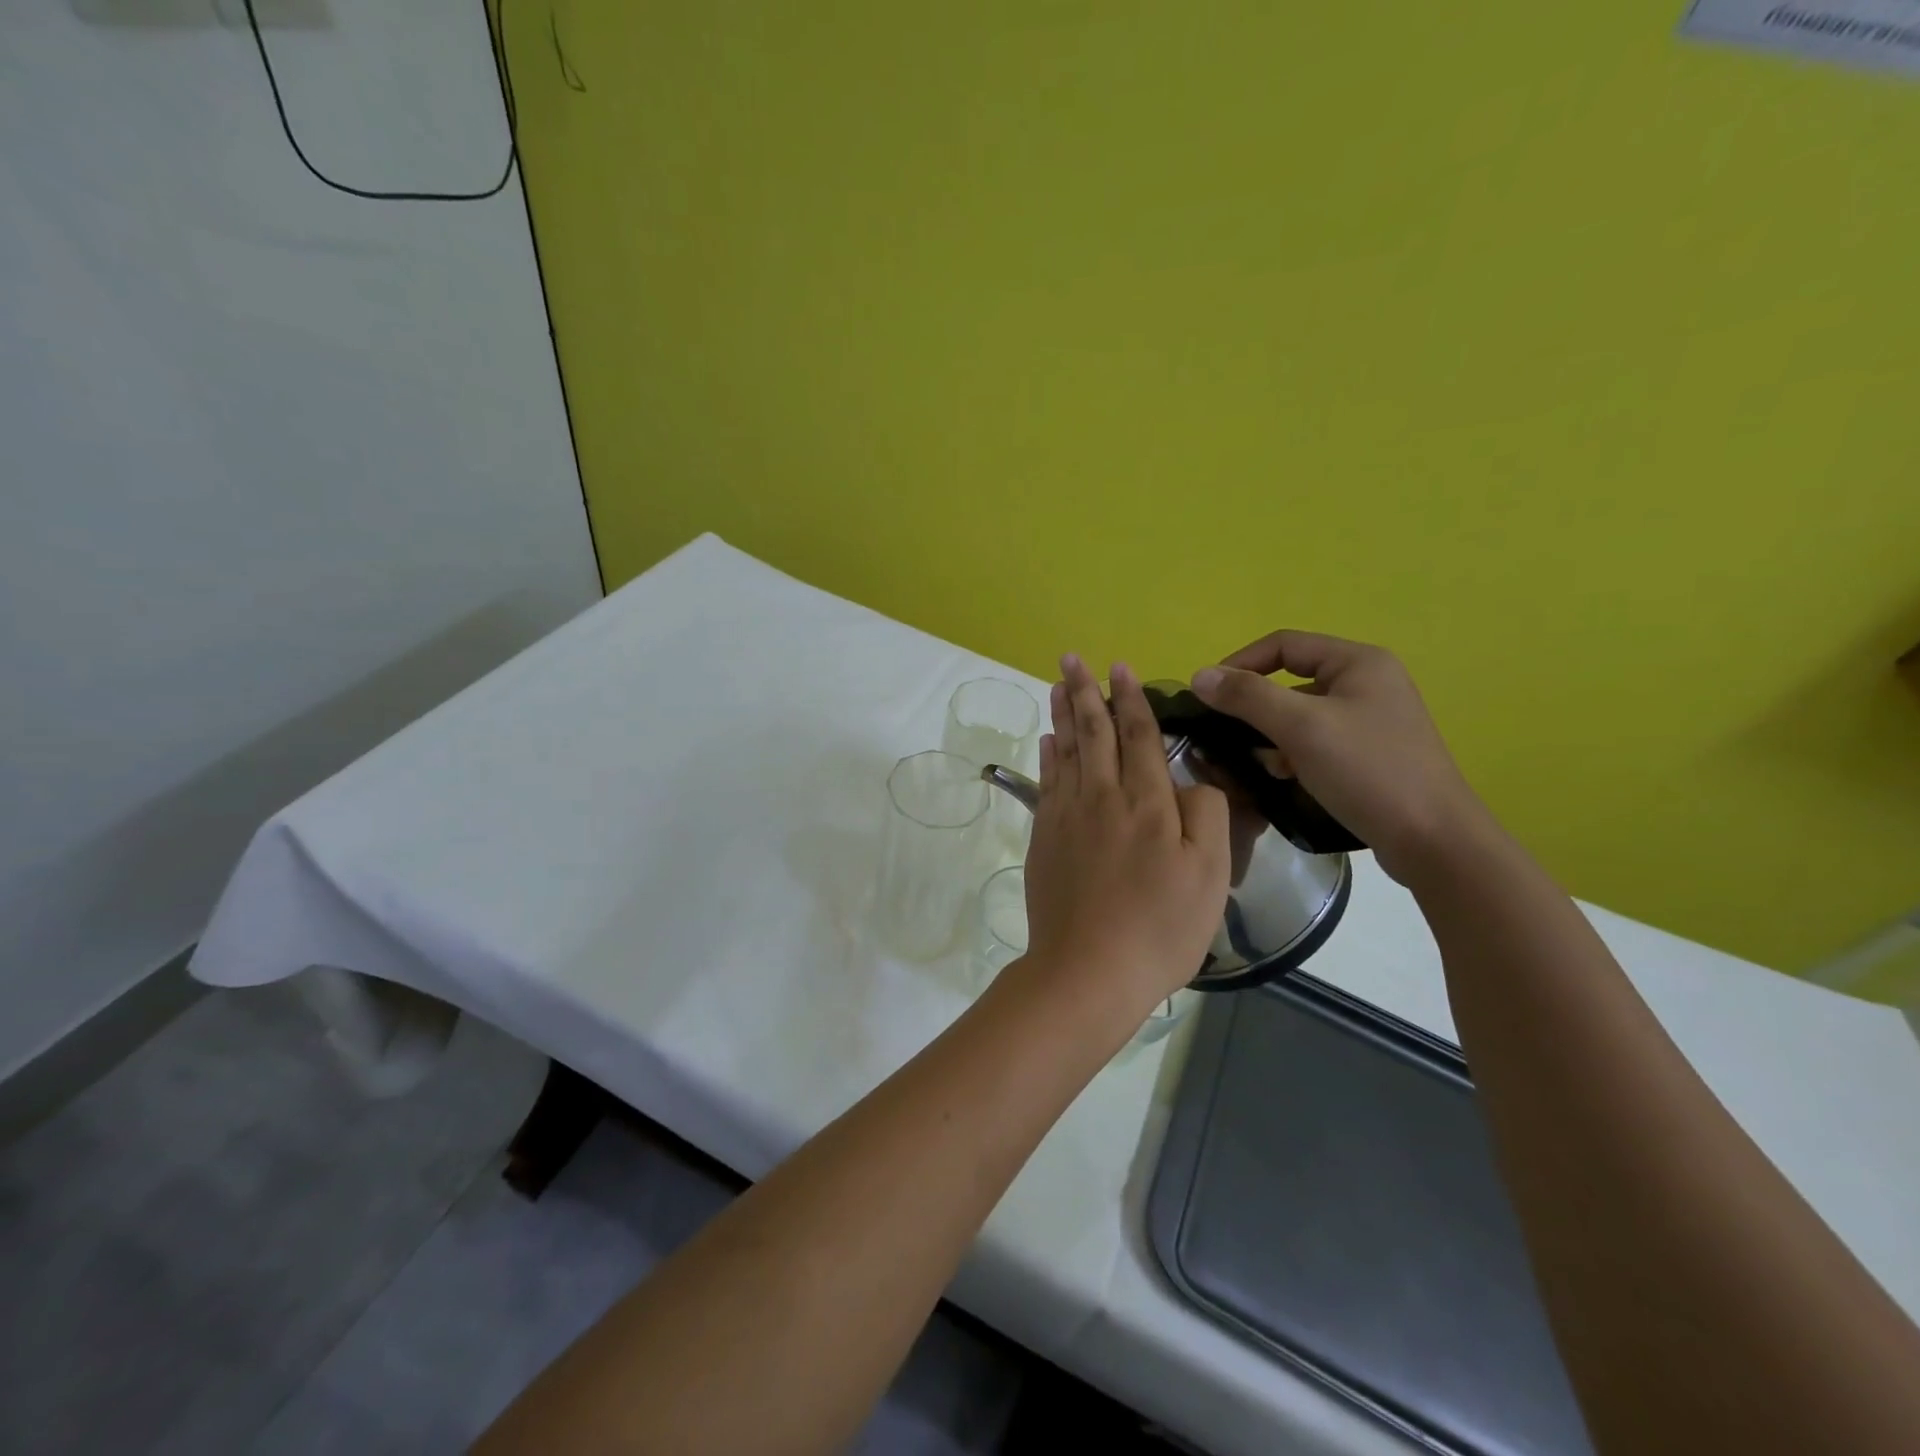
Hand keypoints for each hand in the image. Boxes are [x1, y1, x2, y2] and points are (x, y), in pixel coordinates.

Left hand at [1023, 656, 1229, 1015]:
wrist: (1088, 969)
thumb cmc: (1159, 926)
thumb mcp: (1209, 874)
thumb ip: (1205, 814)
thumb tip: (1189, 779)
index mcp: (1147, 803)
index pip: (1139, 736)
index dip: (1130, 699)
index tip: (1120, 668)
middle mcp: (1102, 797)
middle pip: (1093, 733)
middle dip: (1084, 692)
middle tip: (1072, 659)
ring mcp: (1066, 816)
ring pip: (1065, 751)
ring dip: (1062, 715)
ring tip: (1056, 685)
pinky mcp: (1044, 838)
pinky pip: (1046, 782)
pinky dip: (1048, 756)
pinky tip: (1048, 741)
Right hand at [1190, 631, 1489, 885]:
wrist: (1433, 840)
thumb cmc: (1368, 772)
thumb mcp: (1301, 728)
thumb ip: (1248, 697)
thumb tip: (1200, 675)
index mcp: (1358, 662)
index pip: (1283, 644)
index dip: (1240, 663)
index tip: (1207, 696)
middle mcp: (1368, 682)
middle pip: (1291, 680)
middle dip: (1255, 707)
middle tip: (1227, 735)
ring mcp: (1372, 720)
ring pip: (1301, 714)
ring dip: (1272, 734)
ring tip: (1259, 763)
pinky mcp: (1371, 754)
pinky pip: (1317, 741)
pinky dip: (1293, 753)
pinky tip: (1286, 777)